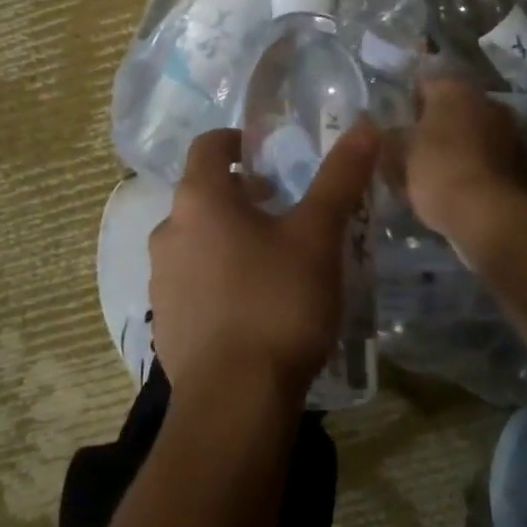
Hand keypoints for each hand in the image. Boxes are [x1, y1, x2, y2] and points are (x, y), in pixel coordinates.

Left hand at [149, 122, 380, 405]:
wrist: (234, 401)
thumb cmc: (277, 301)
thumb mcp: (318, 235)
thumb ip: (340, 178)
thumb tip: (364, 125)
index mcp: (199, 200)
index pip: (208, 146)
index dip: (237, 141)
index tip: (267, 155)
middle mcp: (169, 231)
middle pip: (202, 194)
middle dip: (240, 194)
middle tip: (282, 208)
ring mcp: (161, 279)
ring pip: (195, 239)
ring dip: (228, 236)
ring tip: (272, 258)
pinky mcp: (164, 321)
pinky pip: (191, 280)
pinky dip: (217, 276)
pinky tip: (252, 304)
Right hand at [405, 76, 526, 248]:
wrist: (492, 216)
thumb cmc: (438, 171)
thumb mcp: (398, 153)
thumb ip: (390, 136)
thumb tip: (388, 132)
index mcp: (455, 89)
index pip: (423, 85)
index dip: (406, 106)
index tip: (393, 128)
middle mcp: (488, 100)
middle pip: (453, 109)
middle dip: (435, 127)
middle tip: (414, 152)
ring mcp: (513, 131)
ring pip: (475, 134)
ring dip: (460, 147)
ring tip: (438, 175)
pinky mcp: (526, 163)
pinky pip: (493, 159)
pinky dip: (479, 168)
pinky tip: (464, 191)